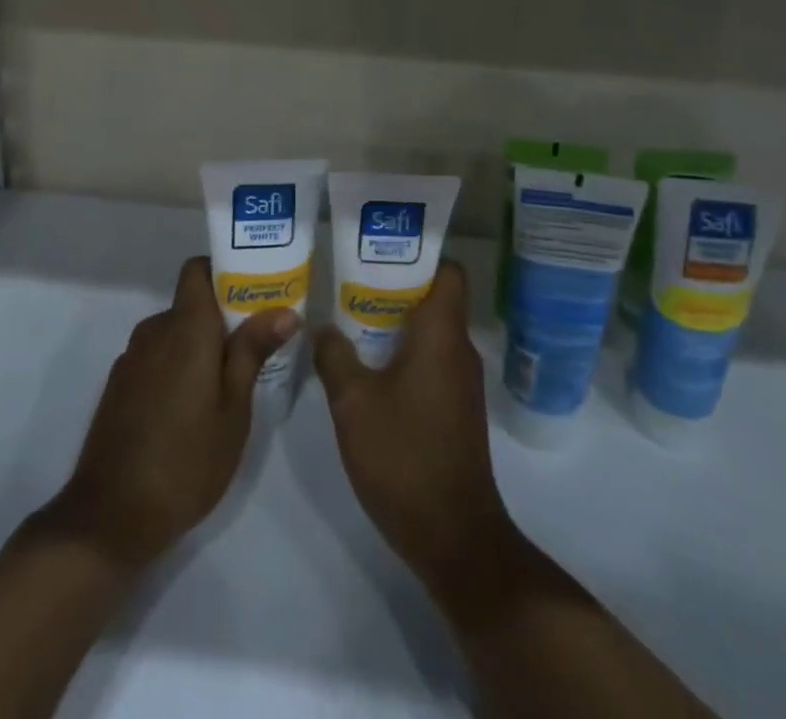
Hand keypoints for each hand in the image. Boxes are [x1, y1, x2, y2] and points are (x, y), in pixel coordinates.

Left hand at [35, 255, 297, 573]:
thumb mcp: (233, 410)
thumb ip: (252, 352)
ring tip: (228, 380)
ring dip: (199, 344)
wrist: (110, 517)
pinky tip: (191, 405)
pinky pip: (156, 355)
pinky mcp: (119, 385)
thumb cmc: (186, 461)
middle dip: (221, 316)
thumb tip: (283, 309)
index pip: (197, 269)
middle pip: (190, 302)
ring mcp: (131, 358)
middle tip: (256, 344)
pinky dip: (177, 364)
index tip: (254, 290)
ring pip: (173, 332)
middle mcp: (154, 331)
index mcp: (185, 328)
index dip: (224, 270)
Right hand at [313, 260, 520, 599]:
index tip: (382, 249)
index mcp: (442, 335)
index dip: (420, 255)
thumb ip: (335, 356)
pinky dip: (404, 354)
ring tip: (351, 318)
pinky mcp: (457, 410)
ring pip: (431, 333)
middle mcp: (460, 350)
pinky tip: (368, 367)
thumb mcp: (353, 402)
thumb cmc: (404, 456)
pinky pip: (431, 362)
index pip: (449, 272)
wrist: (453, 537)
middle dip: (395, 287)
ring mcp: (462, 383)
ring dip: (396, 324)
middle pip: (435, 299)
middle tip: (350, 281)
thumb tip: (323, 327)